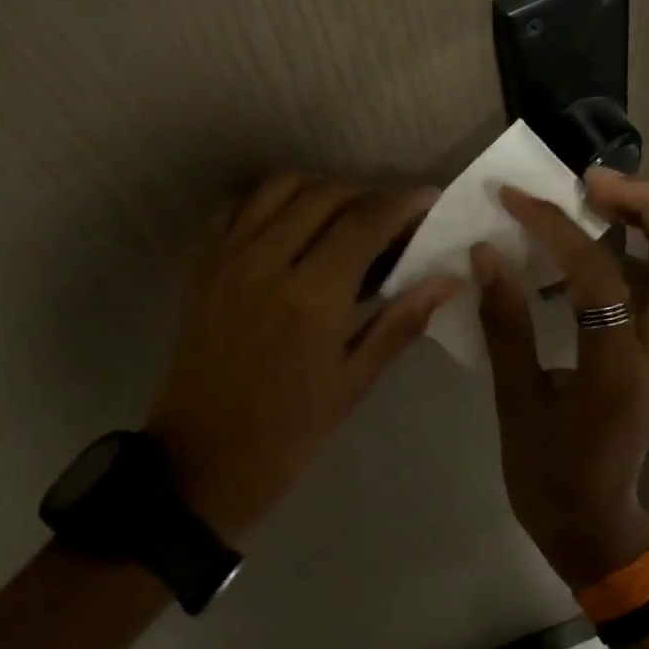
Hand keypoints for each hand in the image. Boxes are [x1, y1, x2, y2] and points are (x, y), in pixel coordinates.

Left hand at [148, 173, 465, 541]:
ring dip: (321, 189)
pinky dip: (271, 201)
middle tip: (392, 218)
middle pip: (325, 194)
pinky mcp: (200, 266)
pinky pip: (237, 207)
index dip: (402, 203)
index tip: (427, 201)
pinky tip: (291, 225)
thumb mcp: (351, 384)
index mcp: (311, 298)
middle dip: (368, 194)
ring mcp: (226, 259)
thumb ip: (399, 323)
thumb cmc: (286, 435)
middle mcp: (265, 263)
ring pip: (279, 187)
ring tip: (345, 216)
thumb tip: (449, 281)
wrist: (199, 461)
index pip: (365, 222)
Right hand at [474, 167, 648, 588]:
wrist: (594, 529)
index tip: (514, 201)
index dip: (558, 227)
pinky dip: (635, 252)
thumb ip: (505, 326)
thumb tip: (487, 255)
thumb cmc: (549, 477)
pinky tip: (586, 255)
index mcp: (620, 370)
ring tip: (592, 201)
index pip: (602, 274)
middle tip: (591, 183)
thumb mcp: (516, 404)